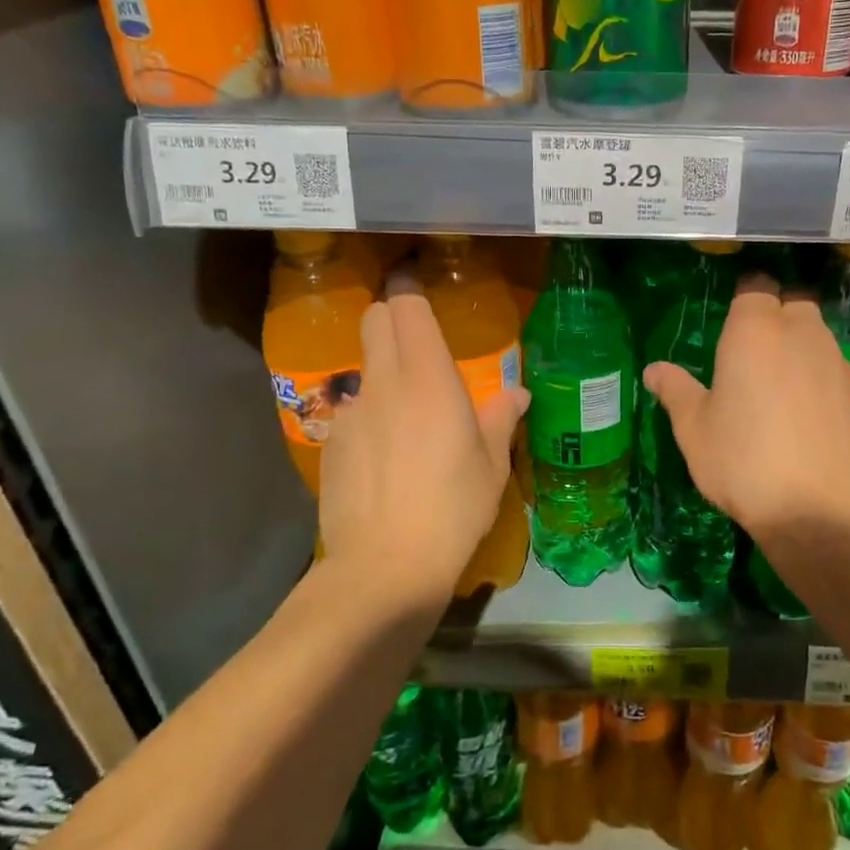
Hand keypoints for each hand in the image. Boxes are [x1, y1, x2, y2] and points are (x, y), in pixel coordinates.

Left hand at [318, 285, 527, 608]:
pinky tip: (386, 456)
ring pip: (365, 367)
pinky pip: (353, 410)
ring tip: (410, 411)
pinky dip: (371, 414)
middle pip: (375, 320)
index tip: (419, 281)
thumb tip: (518, 395)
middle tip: (419, 336)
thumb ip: (501, 418)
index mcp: (426, 377)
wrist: (385, 567)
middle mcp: (383, 382)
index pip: (406, 306)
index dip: (410, 286)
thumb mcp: (491, 464)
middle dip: (393, 314)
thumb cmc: (453, 507)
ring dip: (384, 369)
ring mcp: (351, 412)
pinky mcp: (331, 443)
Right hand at [643, 276, 849, 554]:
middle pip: (791, 302)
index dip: (743, 298)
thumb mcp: (694, 429)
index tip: (728, 319)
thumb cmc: (745, 461)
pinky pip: (830, 366)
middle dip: (773, 314)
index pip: (754, 286)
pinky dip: (815, 375)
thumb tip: (654, 370)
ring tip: (773, 382)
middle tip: (748, 350)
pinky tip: (800, 410)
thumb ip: (676, 391)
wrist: (824, 510)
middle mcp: (800, 332)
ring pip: (814, 333)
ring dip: (796, 344)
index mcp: (755, 330)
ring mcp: (835, 361)